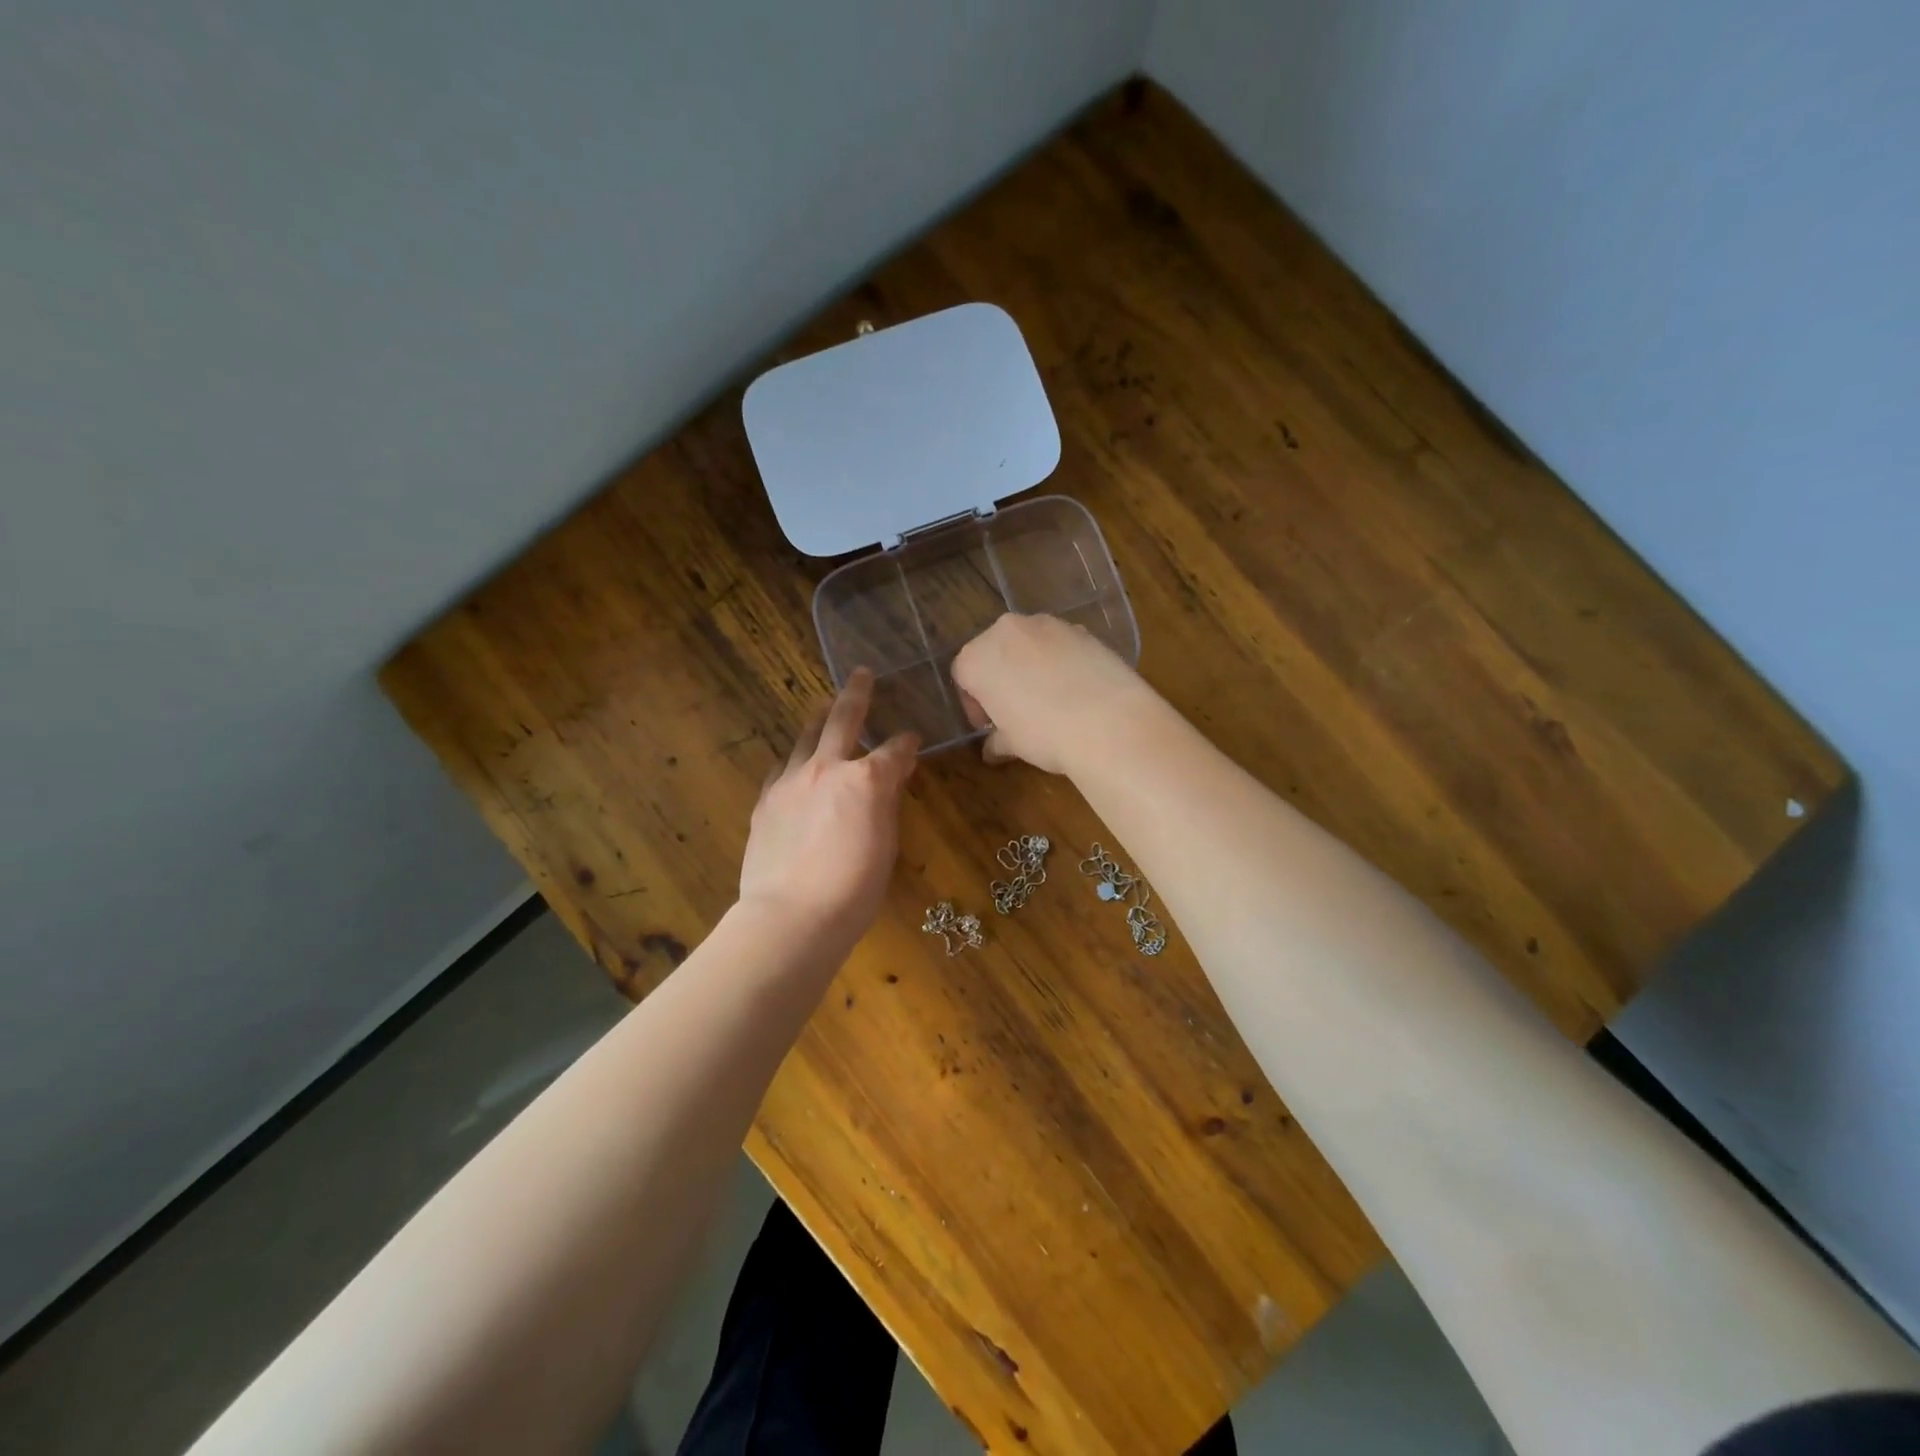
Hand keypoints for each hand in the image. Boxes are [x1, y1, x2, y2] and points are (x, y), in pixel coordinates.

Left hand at [738, 669, 918, 945]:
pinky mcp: (766, 801)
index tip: (913, 740)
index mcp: (866, 780)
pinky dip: (794, 760)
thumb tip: (893, 778)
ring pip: (806, 737)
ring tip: (823, 707)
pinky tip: (794, 763)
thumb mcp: (886, 846)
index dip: (907, 743)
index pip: (895, 750)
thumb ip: (887, 804)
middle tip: (861, 675)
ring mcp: (791, 781)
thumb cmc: (854, 890)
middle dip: (856, 694)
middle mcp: (828, 768)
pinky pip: (782, 768)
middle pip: (843, 719)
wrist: (791, 916)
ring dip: (819, 719)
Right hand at [950, 613, 1154, 773]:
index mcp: (977, 657)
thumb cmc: (1044, 733)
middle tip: (1015, 710)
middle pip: (995, 652)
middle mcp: (1007, 630)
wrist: (1108, 721)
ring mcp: (1048, 624)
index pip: (962, 676)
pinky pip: (1060, 645)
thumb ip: (997, 740)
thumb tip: (993, 749)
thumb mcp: (1012, 743)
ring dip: (1031, 666)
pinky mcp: (1082, 628)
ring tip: (1049, 699)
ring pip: (1028, 644)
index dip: (974, 704)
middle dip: (1001, 678)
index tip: (989, 726)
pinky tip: (1076, 690)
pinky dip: (1061, 661)